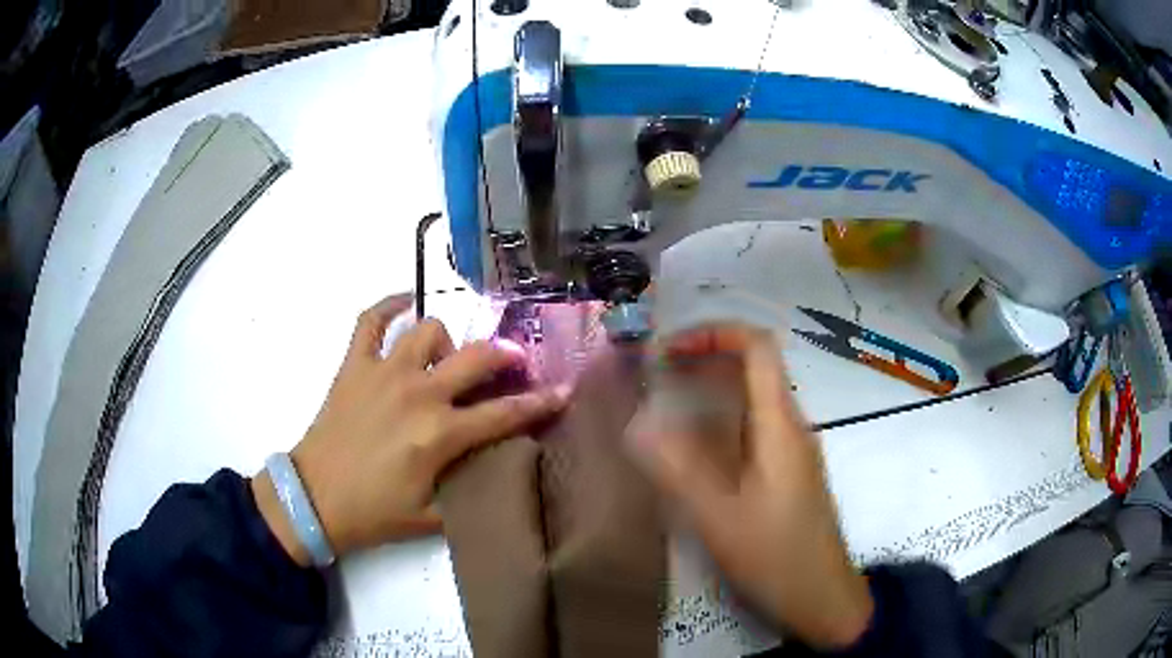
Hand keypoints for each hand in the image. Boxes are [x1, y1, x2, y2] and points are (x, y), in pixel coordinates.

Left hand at [253, 294, 569, 565]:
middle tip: (511, 363)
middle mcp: (417, 393)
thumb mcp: (431, 517)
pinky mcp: (354, 365)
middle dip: (505, 356)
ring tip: (445, 359)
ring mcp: (383, 372)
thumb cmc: (373, 512)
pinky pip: (370, 320)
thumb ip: (468, 493)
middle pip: (476, 358)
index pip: (503, 413)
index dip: (540, 403)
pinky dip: (388, 305)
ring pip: (428, 330)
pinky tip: (403, 304)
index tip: (564, 391)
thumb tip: (495, 472)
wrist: (315, 499)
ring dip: (447, 342)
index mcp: (439, 434)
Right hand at [625, 324, 872, 648]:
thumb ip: (677, 467)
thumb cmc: (775, 556)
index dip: (714, 334)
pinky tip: (694, 450)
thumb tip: (638, 421)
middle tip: (655, 377)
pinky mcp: (789, 473)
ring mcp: (793, 450)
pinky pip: (754, 429)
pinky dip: (721, 422)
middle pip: (754, 368)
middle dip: (704, 361)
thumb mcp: (718, 516)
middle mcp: (791, 426)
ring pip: (753, 400)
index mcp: (779, 425)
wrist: (821, 597)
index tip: (668, 351)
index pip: (757, 347)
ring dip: (710, 392)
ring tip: (664, 406)